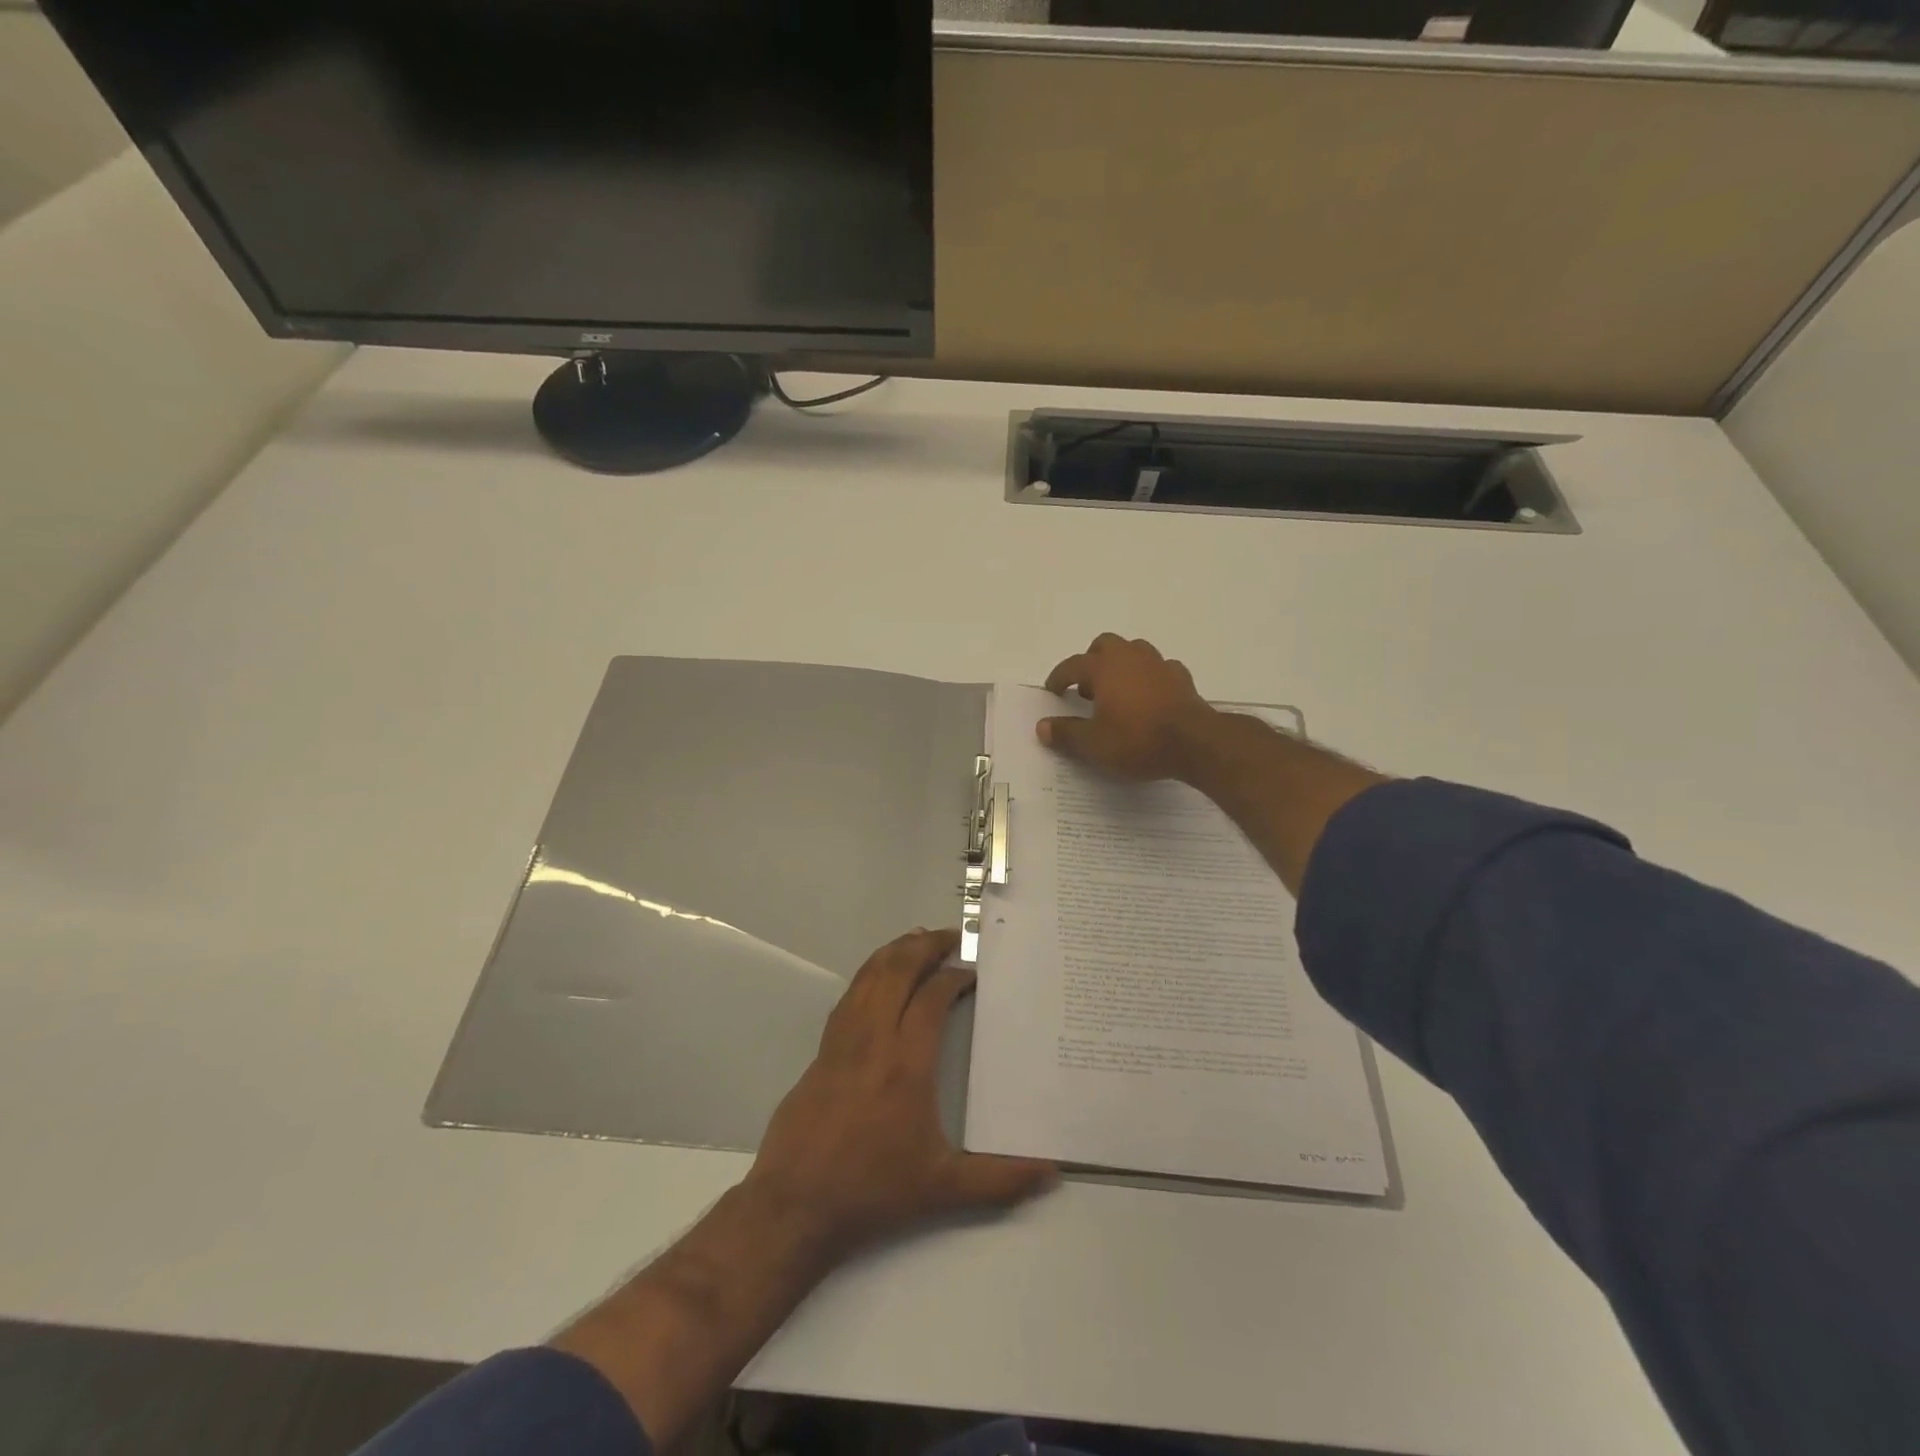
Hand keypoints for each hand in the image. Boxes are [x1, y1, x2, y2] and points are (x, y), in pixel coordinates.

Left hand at [744, 928, 1056, 1259]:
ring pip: (868, 978)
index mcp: (907, 1063)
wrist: (796, 1204)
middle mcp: (874, 1040)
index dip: (953, 977)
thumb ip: (1000, 1179)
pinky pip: (849, 996)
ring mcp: (842, 1042)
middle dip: (925, 947)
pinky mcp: (822, 1051)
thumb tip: (1052, 1173)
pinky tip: (877, 976)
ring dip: (894, 952)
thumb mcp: (943, 1190)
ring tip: (917, 939)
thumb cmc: (873, 1191)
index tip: (972, 971)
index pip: (931, 998)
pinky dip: (868, 974)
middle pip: (897, 972)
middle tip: (950, 936)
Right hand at [1039, 634, 1216, 781]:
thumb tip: (1042, 726)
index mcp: (1103, 668)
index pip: (1073, 665)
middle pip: (1105, 644)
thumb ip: (1066, 733)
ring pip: (1134, 651)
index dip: (1059, 677)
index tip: (1053, 691)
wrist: (1194, 743)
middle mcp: (1130, 657)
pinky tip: (1149, 696)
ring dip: (1121, 664)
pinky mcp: (1181, 678)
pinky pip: (1160, 669)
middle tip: (1087, 688)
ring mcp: (1159, 664)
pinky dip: (1150, 677)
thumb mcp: (1093, 744)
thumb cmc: (1137, 740)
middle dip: (1091, 661)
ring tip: (1117, 690)